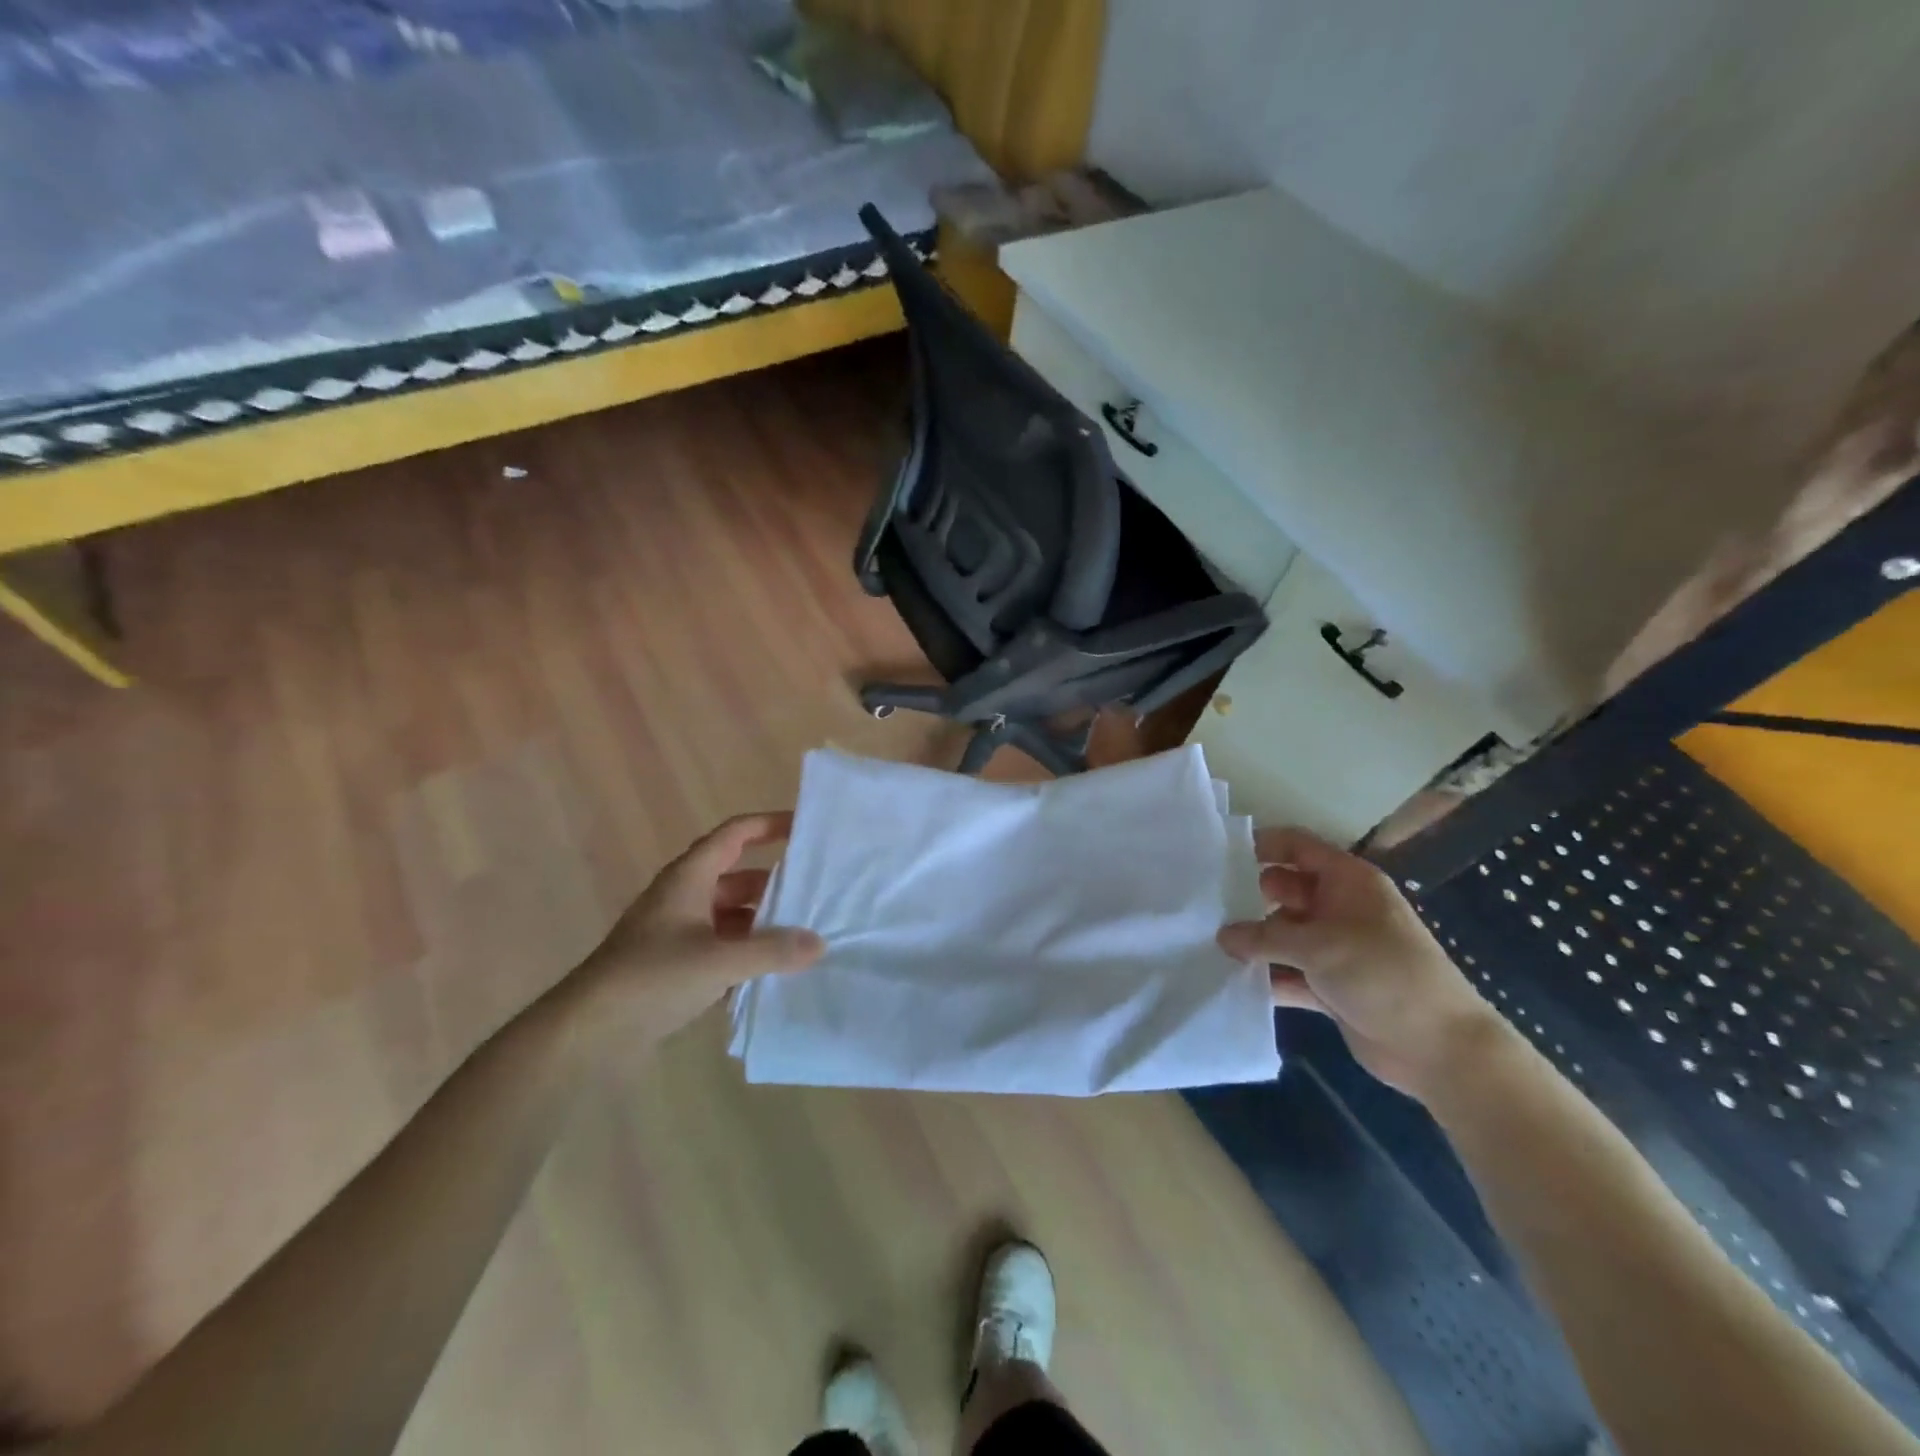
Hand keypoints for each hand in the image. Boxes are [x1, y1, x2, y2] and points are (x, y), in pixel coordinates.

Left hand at [576, 812, 823, 1043]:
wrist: (587, 1033)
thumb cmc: (651, 978)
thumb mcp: (718, 961)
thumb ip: (771, 950)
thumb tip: (819, 943)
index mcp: (689, 878)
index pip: (735, 834)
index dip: (769, 825)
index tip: (805, 829)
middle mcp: (684, 897)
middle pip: (739, 877)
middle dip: (776, 885)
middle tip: (817, 895)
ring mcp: (678, 932)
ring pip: (732, 916)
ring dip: (763, 924)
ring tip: (804, 938)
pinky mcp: (675, 964)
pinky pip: (722, 947)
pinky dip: (746, 954)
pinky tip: (773, 974)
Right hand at [1216, 826, 1500, 1098]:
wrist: (1439, 1048)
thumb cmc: (1383, 974)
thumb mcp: (1319, 946)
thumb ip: (1264, 937)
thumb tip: (1222, 935)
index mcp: (1348, 881)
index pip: (1298, 846)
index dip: (1262, 845)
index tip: (1219, 857)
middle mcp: (1340, 907)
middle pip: (1285, 889)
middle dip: (1250, 896)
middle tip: (1207, 906)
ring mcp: (1336, 948)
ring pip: (1284, 933)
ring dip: (1255, 941)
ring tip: (1209, 942)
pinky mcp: (1331, 985)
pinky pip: (1289, 972)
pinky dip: (1267, 975)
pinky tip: (1231, 980)